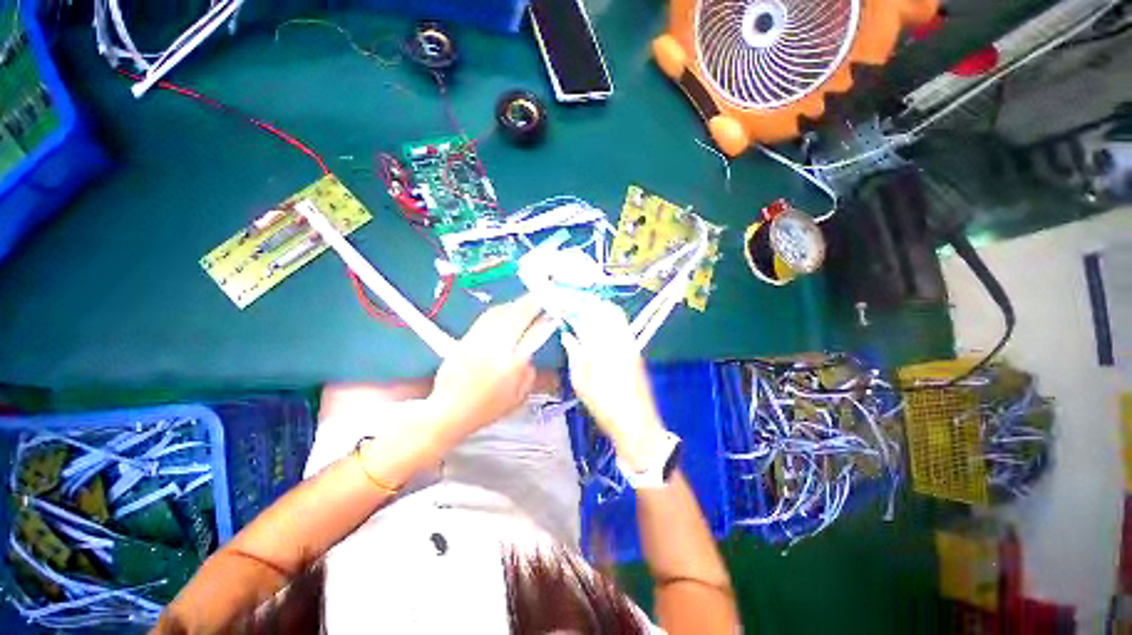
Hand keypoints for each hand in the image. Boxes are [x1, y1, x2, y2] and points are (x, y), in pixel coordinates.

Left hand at [425, 296, 549, 445]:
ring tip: (526, 301)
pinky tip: (505, 310)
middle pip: (516, 316)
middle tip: (542, 297)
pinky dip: (499, 310)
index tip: (552, 311)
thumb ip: (529, 375)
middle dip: (532, 303)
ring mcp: (478, 341)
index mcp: (512, 365)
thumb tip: (530, 357)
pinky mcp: (465, 339)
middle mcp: (495, 348)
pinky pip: (486, 318)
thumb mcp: (518, 398)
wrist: (448, 411)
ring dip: (516, 304)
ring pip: (500, 313)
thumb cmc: (485, 410)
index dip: (544, 319)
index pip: (533, 332)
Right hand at [559, 293, 667, 470]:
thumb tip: (568, 336)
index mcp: (602, 345)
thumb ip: (575, 354)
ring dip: (600, 309)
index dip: (577, 305)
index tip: (566, 302)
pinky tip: (599, 327)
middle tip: (575, 304)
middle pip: (606, 309)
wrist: (636, 422)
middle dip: (590, 302)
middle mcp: (619, 339)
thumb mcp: (581, 382)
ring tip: (585, 312)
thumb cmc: (604, 405)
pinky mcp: (636, 350)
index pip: (589, 315)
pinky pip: (622, 326)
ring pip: (616, 316)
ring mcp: (630, 343)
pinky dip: (610, 320)